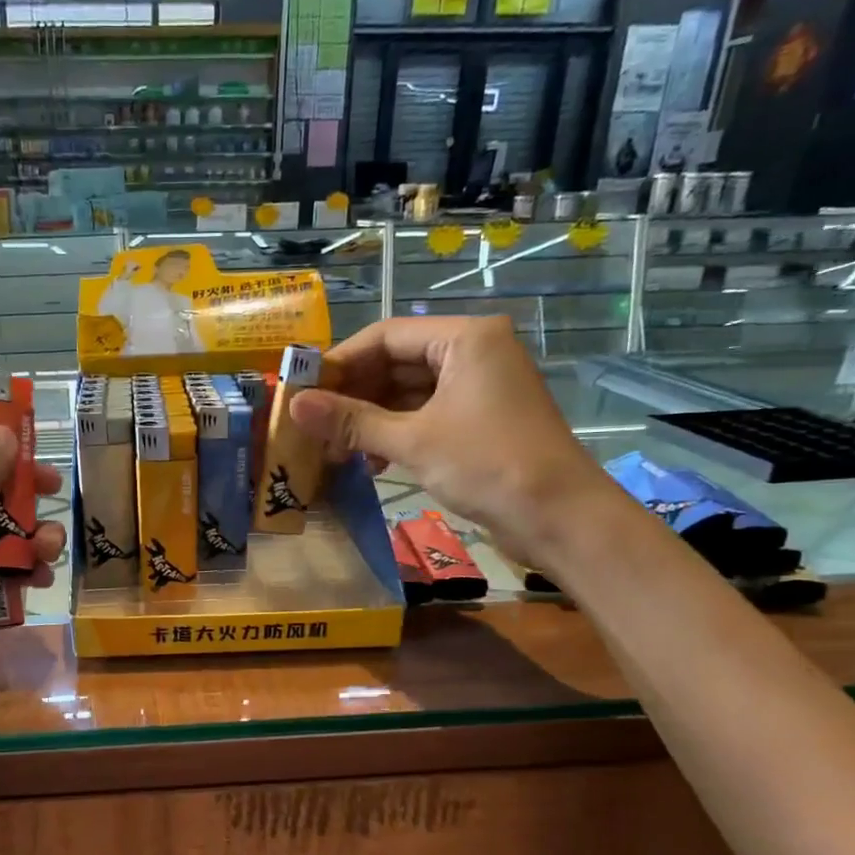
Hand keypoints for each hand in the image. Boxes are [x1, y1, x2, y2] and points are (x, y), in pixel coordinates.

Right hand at [289, 316, 625, 566]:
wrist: (560, 519)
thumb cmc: (488, 465)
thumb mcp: (413, 441)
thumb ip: (352, 421)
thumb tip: (294, 405)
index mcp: (465, 338)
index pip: (386, 336)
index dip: (340, 361)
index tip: (302, 389)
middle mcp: (473, 352)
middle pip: (395, 362)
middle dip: (353, 394)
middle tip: (312, 423)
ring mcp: (477, 388)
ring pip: (407, 392)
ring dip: (369, 419)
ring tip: (332, 448)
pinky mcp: (478, 420)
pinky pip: (424, 415)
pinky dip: (394, 433)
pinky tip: (367, 461)